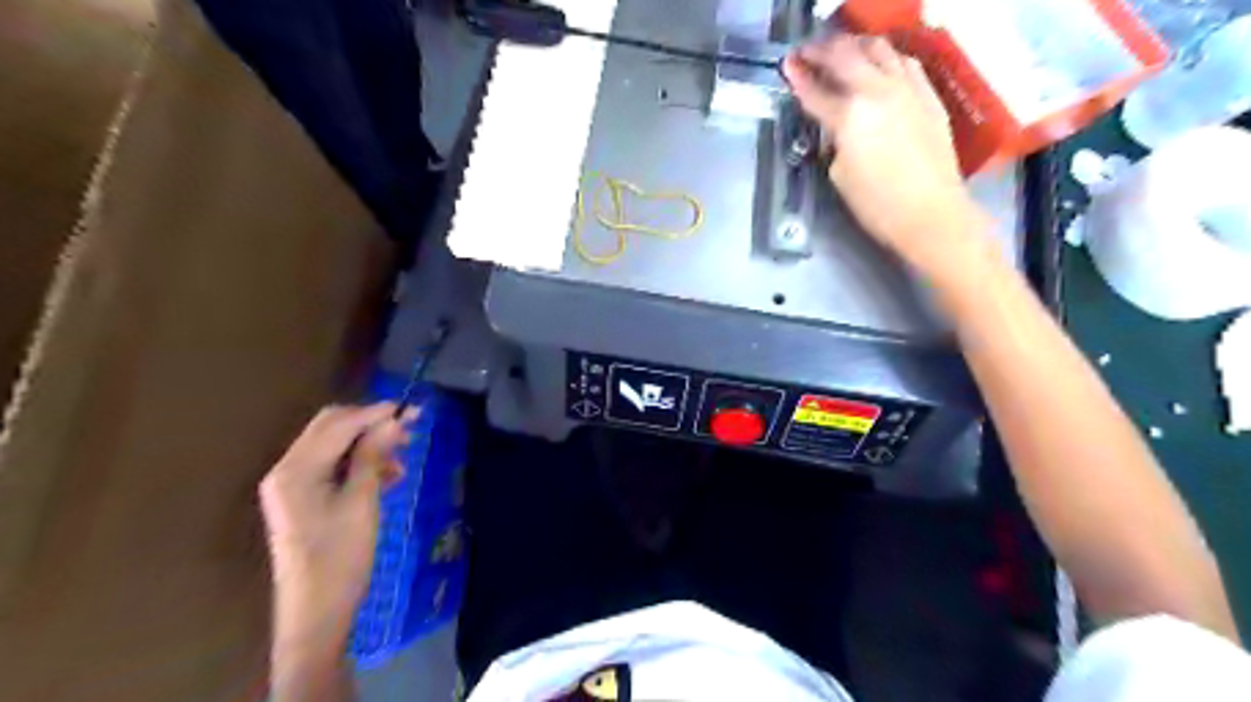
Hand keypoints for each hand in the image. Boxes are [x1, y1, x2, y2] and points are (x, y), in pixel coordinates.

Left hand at [260, 404, 417, 650]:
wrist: (316, 612)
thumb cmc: (341, 557)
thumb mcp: (362, 502)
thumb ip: (373, 456)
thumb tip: (393, 420)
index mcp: (295, 470)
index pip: (337, 424)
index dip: (375, 413)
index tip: (412, 410)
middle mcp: (287, 470)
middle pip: (330, 429)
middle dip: (370, 425)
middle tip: (410, 430)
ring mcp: (292, 485)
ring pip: (334, 446)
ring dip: (368, 445)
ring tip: (402, 460)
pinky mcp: (302, 499)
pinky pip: (332, 466)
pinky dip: (360, 464)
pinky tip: (387, 477)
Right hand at [779, 33, 987, 269]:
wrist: (930, 212)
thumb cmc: (877, 204)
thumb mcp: (840, 175)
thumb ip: (835, 141)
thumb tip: (837, 127)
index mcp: (849, 116)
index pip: (816, 91)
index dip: (798, 77)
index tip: (787, 66)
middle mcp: (877, 92)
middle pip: (845, 56)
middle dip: (821, 51)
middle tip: (807, 52)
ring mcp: (907, 89)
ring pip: (878, 49)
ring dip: (855, 45)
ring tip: (842, 51)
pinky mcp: (928, 95)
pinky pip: (905, 62)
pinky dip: (886, 57)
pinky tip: (880, 63)